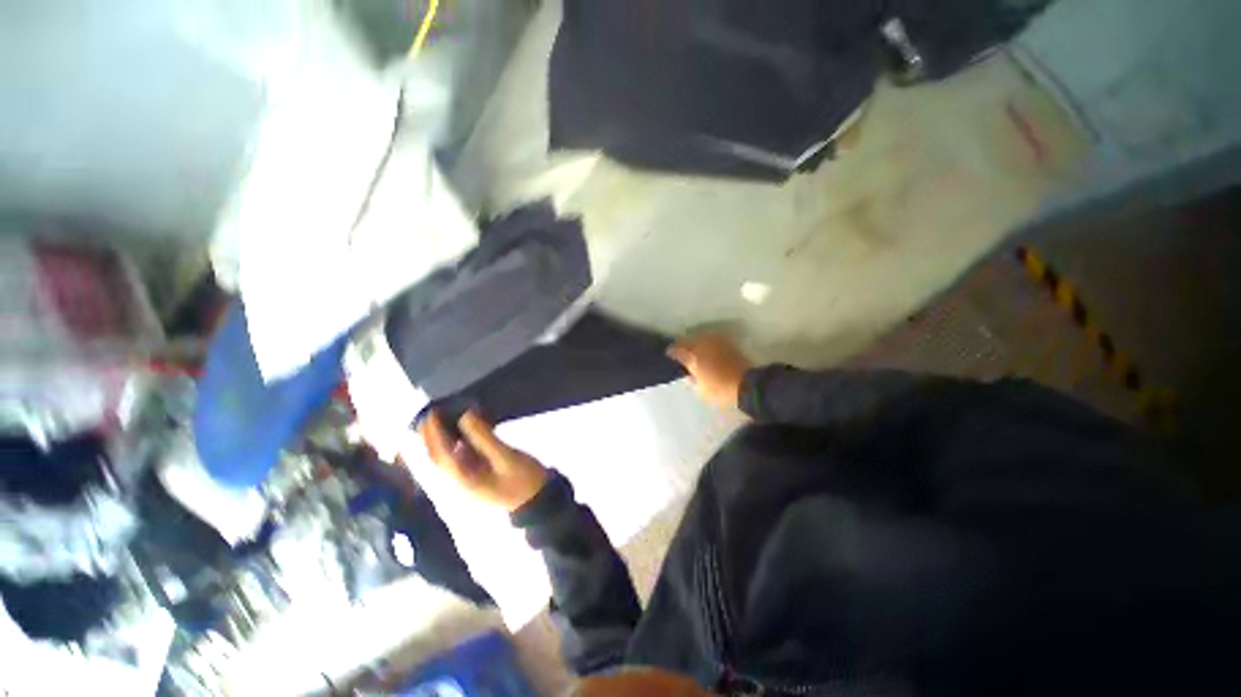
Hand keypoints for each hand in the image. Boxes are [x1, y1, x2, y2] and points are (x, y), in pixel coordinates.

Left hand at [419, 410, 549, 512]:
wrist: (537, 499)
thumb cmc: (523, 479)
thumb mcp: (506, 457)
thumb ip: (484, 437)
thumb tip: (465, 415)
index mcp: (464, 479)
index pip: (441, 454)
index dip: (434, 433)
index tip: (432, 412)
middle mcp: (460, 479)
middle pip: (438, 457)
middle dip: (429, 437)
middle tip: (429, 413)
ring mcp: (469, 478)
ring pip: (448, 457)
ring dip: (440, 439)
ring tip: (440, 419)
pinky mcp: (478, 474)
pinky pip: (461, 456)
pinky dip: (456, 442)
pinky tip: (462, 431)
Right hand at [667, 334, 752, 409]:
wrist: (748, 385)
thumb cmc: (720, 389)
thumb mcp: (701, 390)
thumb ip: (693, 380)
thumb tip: (689, 375)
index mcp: (693, 356)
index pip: (677, 349)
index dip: (671, 352)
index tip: (668, 354)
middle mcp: (702, 345)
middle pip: (688, 340)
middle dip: (683, 345)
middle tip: (680, 351)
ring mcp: (716, 342)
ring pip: (700, 338)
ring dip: (695, 342)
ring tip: (694, 349)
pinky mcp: (728, 343)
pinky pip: (713, 340)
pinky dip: (708, 344)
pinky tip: (708, 350)